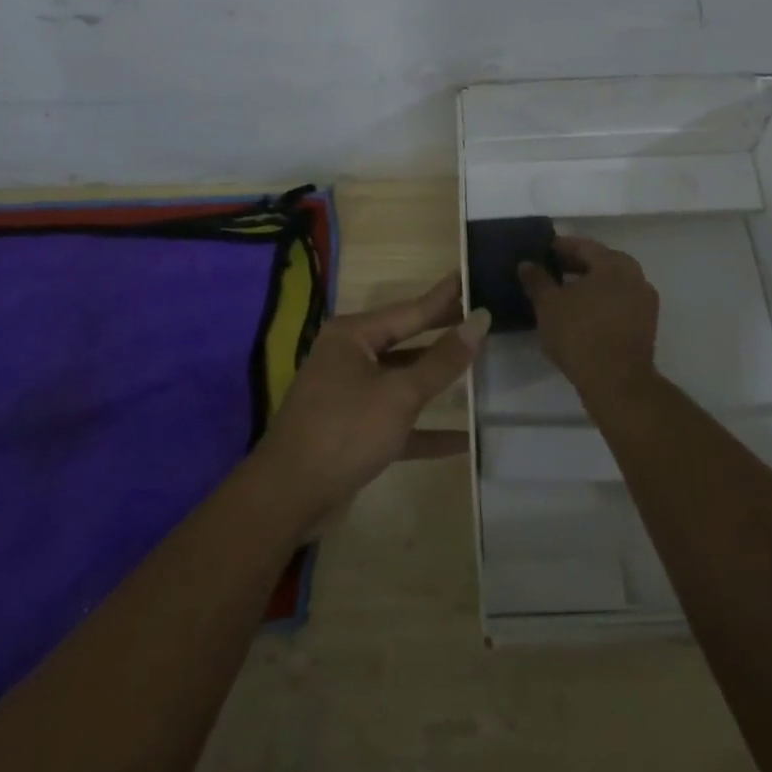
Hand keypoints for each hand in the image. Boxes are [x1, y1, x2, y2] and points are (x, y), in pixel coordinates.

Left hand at [256, 275, 488, 532]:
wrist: (288, 497)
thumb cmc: (345, 431)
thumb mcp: (399, 394)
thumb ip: (442, 360)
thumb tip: (479, 320)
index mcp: (353, 335)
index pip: (410, 310)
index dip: (445, 297)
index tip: (471, 274)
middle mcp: (349, 356)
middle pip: (407, 341)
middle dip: (443, 334)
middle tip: (483, 317)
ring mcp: (350, 393)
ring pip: (402, 379)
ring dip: (437, 380)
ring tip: (479, 364)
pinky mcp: (354, 430)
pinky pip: (397, 419)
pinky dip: (426, 427)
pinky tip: (463, 438)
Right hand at [518, 236, 659, 405]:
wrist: (617, 383)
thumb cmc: (580, 335)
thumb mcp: (548, 305)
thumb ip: (537, 280)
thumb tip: (526, 264)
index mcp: (613, 264)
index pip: (584, 246)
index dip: (561, 247)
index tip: (543, 252)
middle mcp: (634, 276)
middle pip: (601, 262)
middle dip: (577, 265)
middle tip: (552, 270)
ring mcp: (644, 301)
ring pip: (613, 283)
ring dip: (591, 284)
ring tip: (565, 293)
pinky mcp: (647, 325)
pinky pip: (620, 302)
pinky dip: (602, 302)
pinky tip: (583, 314)